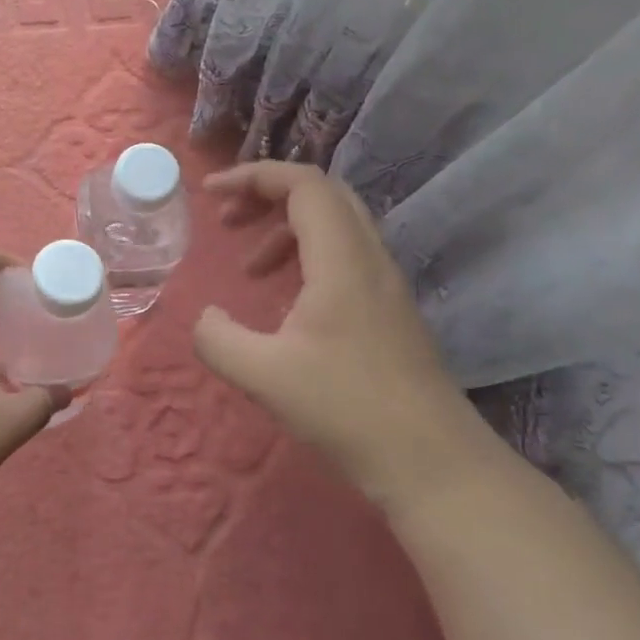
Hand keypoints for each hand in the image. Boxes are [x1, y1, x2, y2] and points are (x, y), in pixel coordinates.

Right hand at [191, 161, 481, 511]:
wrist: (433, 463)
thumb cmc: (347, 410)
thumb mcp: (263, 375)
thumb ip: (217, 338)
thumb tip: (206, 318)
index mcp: (342, 260)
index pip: (303, 184)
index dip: (253, 176)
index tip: (211, 194)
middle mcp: (370, 259)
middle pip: (322, 194)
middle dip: (267, 194)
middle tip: (227, 220)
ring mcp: (385, 284)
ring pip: (335, 226)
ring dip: (284, 229)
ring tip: (248, 267)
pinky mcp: (389, 311)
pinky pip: (344, 257)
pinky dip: (304, 257)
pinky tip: (284, 301)